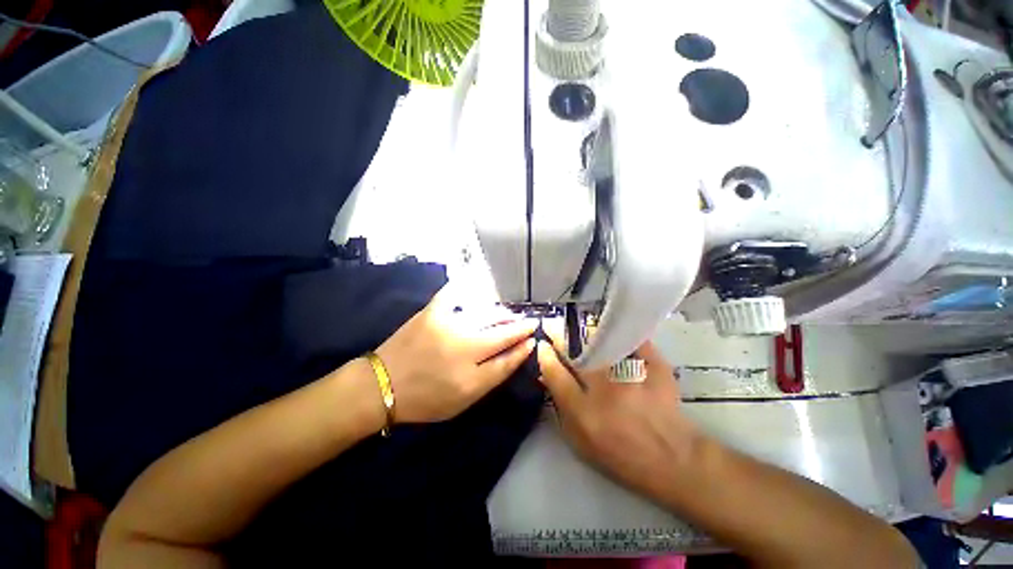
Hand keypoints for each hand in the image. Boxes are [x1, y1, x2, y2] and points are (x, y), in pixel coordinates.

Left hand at [376, 285, 537, 422]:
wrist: (382, 385)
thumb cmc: (425, 399)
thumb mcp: (464, 400)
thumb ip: (493, 376)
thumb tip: (517, 352)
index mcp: (471, 377)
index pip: (508, 358)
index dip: (523, 347)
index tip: (533, 338)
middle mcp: (463, 348)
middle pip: (501, 333)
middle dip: (519, 326)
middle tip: (528, 321)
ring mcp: (447, 325)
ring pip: (486, 313)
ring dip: (502, 313)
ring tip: (509, 314)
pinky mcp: (432, 311)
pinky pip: (454, 293)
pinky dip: (467, 288)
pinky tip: (477, 285)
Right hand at [537, 341, 702, 497]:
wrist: (674, 460)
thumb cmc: (622, 456)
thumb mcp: (581, 443)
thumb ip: (562, 410)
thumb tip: (548, 377)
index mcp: (584, 413)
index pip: (555, 374)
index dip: (545, 356)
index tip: (543, 346)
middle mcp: (605, 390)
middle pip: (578, 353)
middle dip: (563, 338)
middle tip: (557, 329)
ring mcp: (632, 376)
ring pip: (603, 342)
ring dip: (589, 335)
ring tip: (584, 331)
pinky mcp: (655, 368)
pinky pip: (635, 342)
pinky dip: (625, 336)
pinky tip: (618, 332)